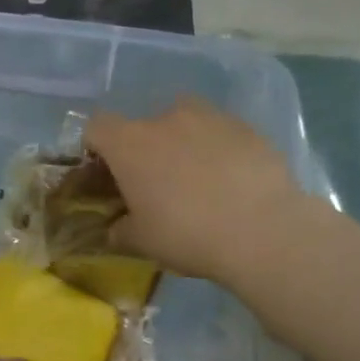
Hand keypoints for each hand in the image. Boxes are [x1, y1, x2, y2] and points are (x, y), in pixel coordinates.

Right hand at [85, 97, 310, 283]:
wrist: (263, 231)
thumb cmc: (187, 234)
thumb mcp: (141, 242)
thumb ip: (121, 229)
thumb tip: (117, 226)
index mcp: (130, 143)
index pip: (97, 127)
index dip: (96, 148)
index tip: (105, 174)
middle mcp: (166, 119)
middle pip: (143, 125)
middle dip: (144, 150)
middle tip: (155, 185)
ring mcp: (210, 118)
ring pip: (184, 123)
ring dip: (182, 144)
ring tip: (196, 179)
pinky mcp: (247, 128)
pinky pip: (220, 134)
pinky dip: (217, 151)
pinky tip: (230, 182)